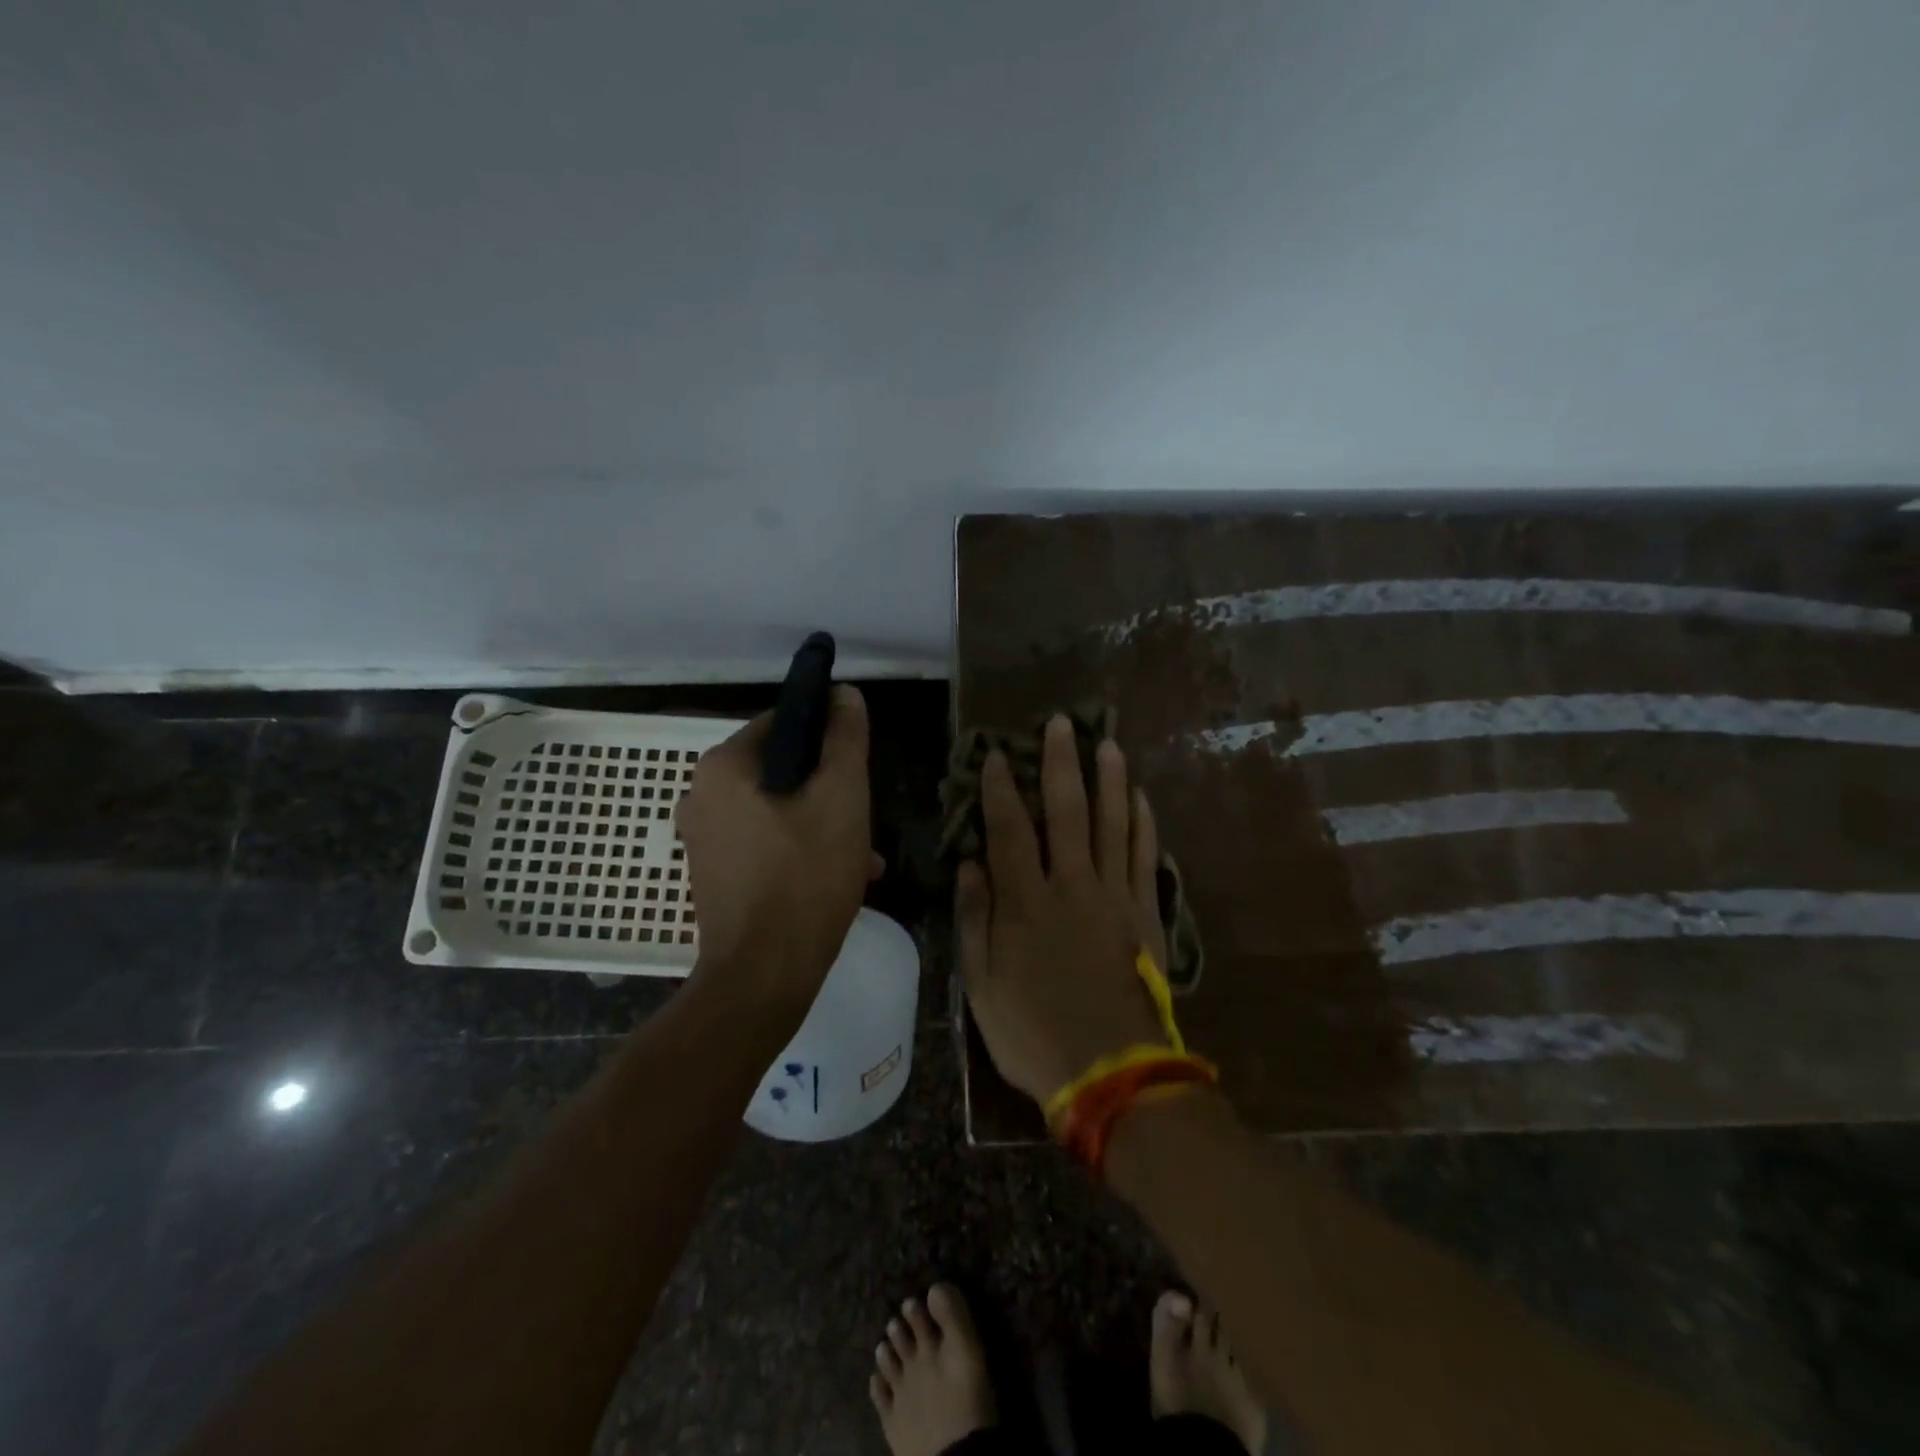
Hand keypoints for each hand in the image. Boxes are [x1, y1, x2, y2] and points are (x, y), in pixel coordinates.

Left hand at [677, 685, 881, 1013]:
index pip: (783, 721)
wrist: (763, 976)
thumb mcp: (841, 798)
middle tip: (865, 814)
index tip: (860, 762)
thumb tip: (844, 693)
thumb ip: (846, 739)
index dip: (828, 733)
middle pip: (782, 768)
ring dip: (823, 821)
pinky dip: (801, 847)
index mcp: (723, 766)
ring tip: (865, 852)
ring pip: (778, 808)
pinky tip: (842, 874)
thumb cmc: (805, 877)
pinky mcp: (715, 873)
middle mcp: (702, 795)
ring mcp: (705, 838)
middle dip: (829, 787)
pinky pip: (766, 841)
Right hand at [957, 716, 1170, 1106]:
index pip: (1010, 830)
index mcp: (1026, 902)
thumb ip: (975, 920)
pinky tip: (1141, 799)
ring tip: (1109, 743)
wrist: (1111, 1072)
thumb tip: (970, 864)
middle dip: (1061, 763)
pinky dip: (1144, 825)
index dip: (1000, 789)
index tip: (996, 754)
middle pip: (1067, 812)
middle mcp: (1072, 886)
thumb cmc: (1034, 1032)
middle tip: (1062, 722)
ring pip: (1113, 824)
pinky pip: (1146, 859)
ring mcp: (1115, 897)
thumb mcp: (982, 985)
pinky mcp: (1146, 914)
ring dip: (1110, 780)